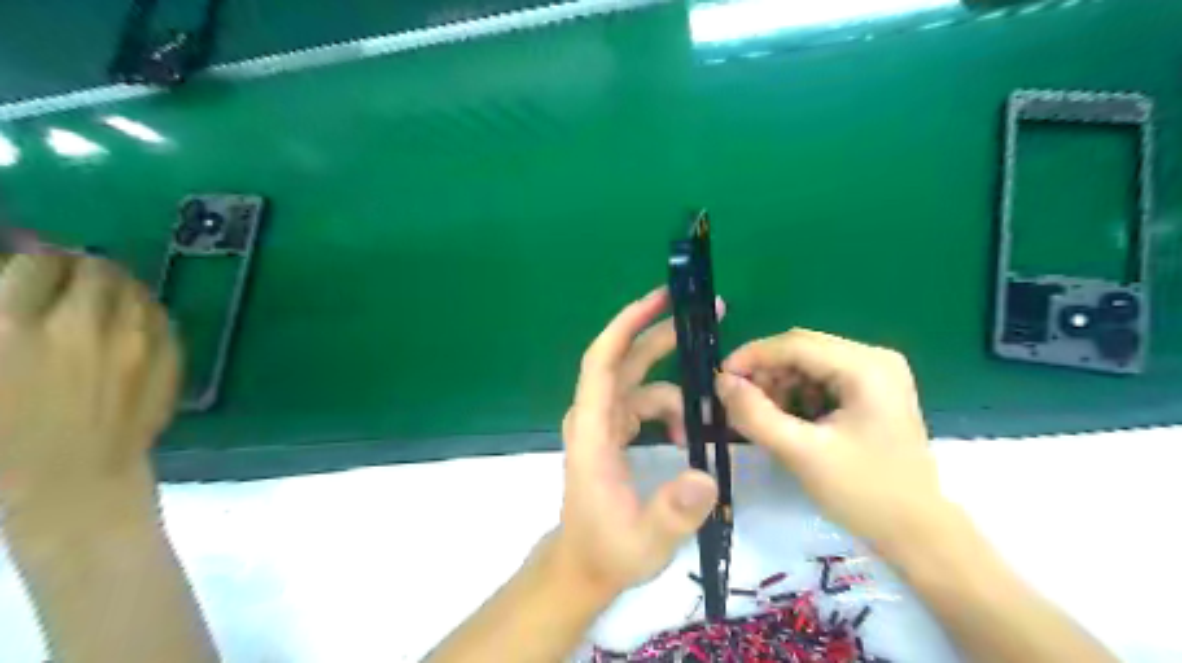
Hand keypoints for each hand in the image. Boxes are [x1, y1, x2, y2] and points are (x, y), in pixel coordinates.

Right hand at [0, 250, 178, 527]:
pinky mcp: (169, 357)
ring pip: (134, 289)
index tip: (39, 266)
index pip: (38, 264)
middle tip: (76, 275)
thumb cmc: (5, 436)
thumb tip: (24, 275)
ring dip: (118, 284)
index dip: (39, 259)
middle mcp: (79, 326)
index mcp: (9, 327)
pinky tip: (135, 317)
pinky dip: (146, 308)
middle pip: (94, 270)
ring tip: (107, 293)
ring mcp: (134, 342)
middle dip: (82, 267)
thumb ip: (4, 317)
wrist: (73, 479)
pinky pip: (162, 316)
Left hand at [556, 286, 719, 597]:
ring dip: (679, 390)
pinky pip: (646, 403)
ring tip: (709, 420)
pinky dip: (672, 410)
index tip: (659, 299)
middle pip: (626, 359)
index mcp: (592, 431)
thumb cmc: (608, 551)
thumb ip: (672, 512)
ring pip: (642, 383)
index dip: (627, 325)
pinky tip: (688, 436)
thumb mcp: (644, 541)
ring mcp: (605, 423)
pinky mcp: (615, 432)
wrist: (585, 565)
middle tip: (710, 314)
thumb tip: (705, 477)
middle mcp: (595, 416)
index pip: (603, 362)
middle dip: (662, 333)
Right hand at [710, 328, 943, 554]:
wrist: (918, 534)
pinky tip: (785, 419)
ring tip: (759, 415)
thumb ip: (755, 415)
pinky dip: (796, 394)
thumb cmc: (864, 493)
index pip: (795, 344)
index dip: (751, 357)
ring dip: (778, 384)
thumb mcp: (801, 454)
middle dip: (764, 372)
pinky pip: (821, 379)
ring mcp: (876, 374)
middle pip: (802, 349)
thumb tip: (721, 382)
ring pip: (808, 363)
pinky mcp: (872, 391)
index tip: (718, 378)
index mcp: (866, 367)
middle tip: (736, 401)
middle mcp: (874, 359)